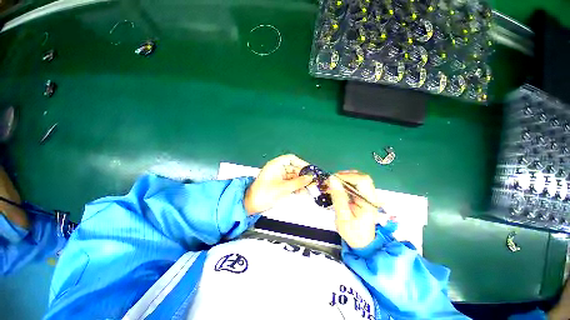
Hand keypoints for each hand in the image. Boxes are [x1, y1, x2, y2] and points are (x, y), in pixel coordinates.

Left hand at [244, 154, 313, 214]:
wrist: (252, 205)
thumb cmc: (264, 194)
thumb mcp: (283, 188)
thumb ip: (298, 182)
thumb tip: (309, 178)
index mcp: (275, 165)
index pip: (291, 159)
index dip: (301, 163)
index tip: (309, 169)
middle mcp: (277, 169)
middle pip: (293, 169)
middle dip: (302, 175)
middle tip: (311, 181)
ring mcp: (278, 177)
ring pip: (293, 177)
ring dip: (301, 182)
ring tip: (309, 188)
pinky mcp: (279, 185)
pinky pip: (290, 183)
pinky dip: (296, 187)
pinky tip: (302, 192)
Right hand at [328, 171, 378, 248]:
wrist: (361, 242)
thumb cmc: (352, 232)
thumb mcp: (343, 217)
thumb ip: (338, 197)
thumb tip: (333, 179)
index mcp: (369, 202)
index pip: (362, 181)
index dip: (347, 176)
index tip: (333, 179)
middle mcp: (371, 196)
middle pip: (361, 177)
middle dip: (345, 175)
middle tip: (331, 180)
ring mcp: (368, 196)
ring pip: (358, 179)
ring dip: (344, 178)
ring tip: (332, 183)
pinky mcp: (363, 197)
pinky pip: (355, 185)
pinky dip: (344, 183)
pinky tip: (336, 188)